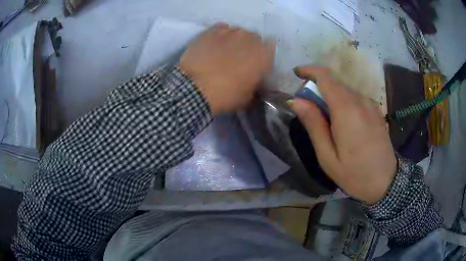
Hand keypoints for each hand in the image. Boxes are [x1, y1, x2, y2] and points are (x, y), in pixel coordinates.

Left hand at [180, 24, 274, 114]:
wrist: (195, 88)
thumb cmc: (226, 95)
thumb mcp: (247, 98)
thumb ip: (255, 86)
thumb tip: (254, 83)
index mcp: (264, 54)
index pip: (270, 49)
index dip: (263, 57)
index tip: (256, 65)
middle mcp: (250, 38)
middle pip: (254, 38)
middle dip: (250, 47)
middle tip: (240, 59)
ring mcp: (230, 31)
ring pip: (238, 32)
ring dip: (235, 40)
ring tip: (224, 51)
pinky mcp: (211, 30)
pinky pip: (221, 29)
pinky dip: (220, 36)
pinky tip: (214, 45)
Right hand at [290, 65, 396, 204]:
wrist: (386, 182)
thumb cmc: (354, 173)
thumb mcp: (327, 156)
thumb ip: (313, 124)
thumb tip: (296, 101)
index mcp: (346, 110)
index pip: (325, 77)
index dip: (309, 70)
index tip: (297, 73)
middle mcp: (360, 100)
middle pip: (335, 83)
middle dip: (318, 88)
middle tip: (308, 108)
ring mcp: (371, 104)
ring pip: (345, 90)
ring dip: (331, 96)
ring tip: (326, 119)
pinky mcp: (376, 110)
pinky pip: (355, 98)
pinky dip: (344, 101)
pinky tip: (343, 122)